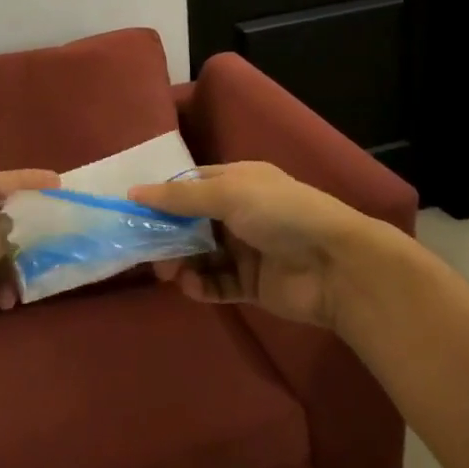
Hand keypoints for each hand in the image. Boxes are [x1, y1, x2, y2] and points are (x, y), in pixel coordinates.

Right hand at [129, 162, 372, 330]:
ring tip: (168, 273)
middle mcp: (240, 213)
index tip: (134, 212)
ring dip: (182, 262)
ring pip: (201, 254)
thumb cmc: (279, 213)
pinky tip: (191, 286)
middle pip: (192, 222)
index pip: (191, 186)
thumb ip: (179, 197)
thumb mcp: (227, 194)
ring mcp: (246, 249)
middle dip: (168, 235)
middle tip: (148, 251)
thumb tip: (133, 192)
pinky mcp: (251, 284)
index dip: (164, 197)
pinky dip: (202, 284)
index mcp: (237, 181)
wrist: (335, 265)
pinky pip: (217, 283)